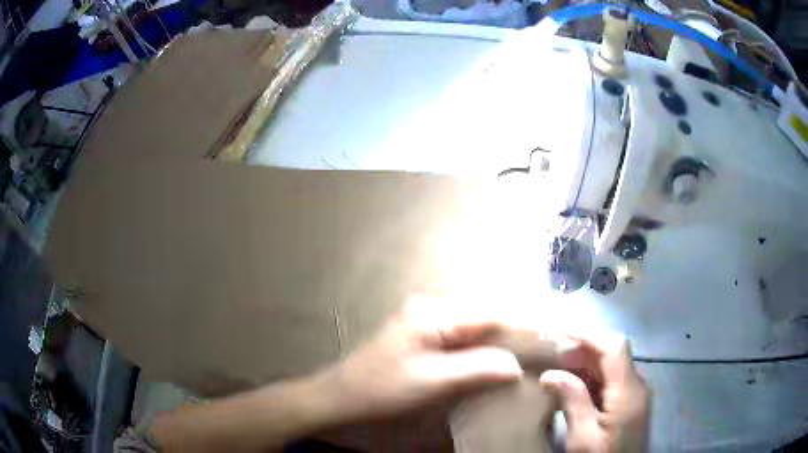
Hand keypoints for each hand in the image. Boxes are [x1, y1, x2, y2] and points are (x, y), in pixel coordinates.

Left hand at [315, 295, 524, 421]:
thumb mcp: (434, 381)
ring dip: (500, 343)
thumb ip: (479, 368)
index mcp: (436, 313)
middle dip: (515, 335)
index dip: (525, 328)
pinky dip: (481, 350)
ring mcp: (426, 322)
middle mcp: (433, 309)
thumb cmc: (384, 389)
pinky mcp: (423, 337)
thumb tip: (516, 365)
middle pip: (486, 320)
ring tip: (528, 357)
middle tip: (544, 351)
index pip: (493, 315)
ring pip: (476, 330)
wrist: (342, 397)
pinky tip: (495, 362)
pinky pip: (462, 340)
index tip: (552, 339)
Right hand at [540, 333, 649, 452]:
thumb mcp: (583, 438)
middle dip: (583, 349)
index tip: (560, 334)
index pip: (614, 348)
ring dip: (585, 364)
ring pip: (611, 367)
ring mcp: (635, 395)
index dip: (589, 335)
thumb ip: (573, 402)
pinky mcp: (630, 404)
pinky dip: (591, 379)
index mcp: (628, 392)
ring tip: (556, 367)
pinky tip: (571, 387)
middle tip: (552, 353)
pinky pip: (611, 382)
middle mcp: (636, 386)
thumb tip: (550, 374)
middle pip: (613, 354)